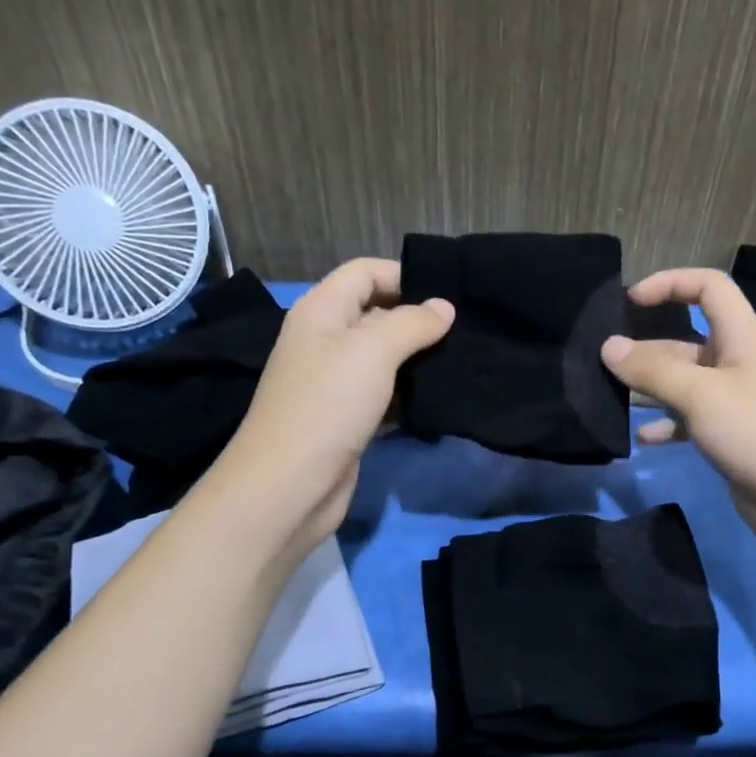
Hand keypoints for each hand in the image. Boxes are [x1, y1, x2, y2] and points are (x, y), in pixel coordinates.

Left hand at [217, 258, 453, 548]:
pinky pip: (383, 394)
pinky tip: (438, 396)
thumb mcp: (373, 350)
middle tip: (464, 329)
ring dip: (417, 358)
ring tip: (460, 359)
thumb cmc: (329, 404)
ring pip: (383, 357)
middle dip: (417, 318)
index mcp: (321, 310)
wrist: (291, 484)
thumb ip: (412, 323)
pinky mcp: (347, 418)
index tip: (448, 294)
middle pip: (375, 313)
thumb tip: (444, 307)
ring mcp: (334, 382)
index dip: (403, 275)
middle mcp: (325, 340)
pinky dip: (408, 393)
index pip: (364, 272)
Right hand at [601, 268, 755, 565]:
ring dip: (650, 389)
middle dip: (647, 348)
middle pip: (687, 341)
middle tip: (604, 363)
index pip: (709, 289)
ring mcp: (734, 404)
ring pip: (683, 384)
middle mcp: (737, 365)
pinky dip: (666, 426)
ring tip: (611, 399)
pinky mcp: (730, 439)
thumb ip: (654, 370)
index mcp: (741, 339)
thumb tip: (609, 346)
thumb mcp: (701, 395)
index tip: (630, 301)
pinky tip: (641, 439)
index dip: (670, 283)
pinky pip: (689, 422)